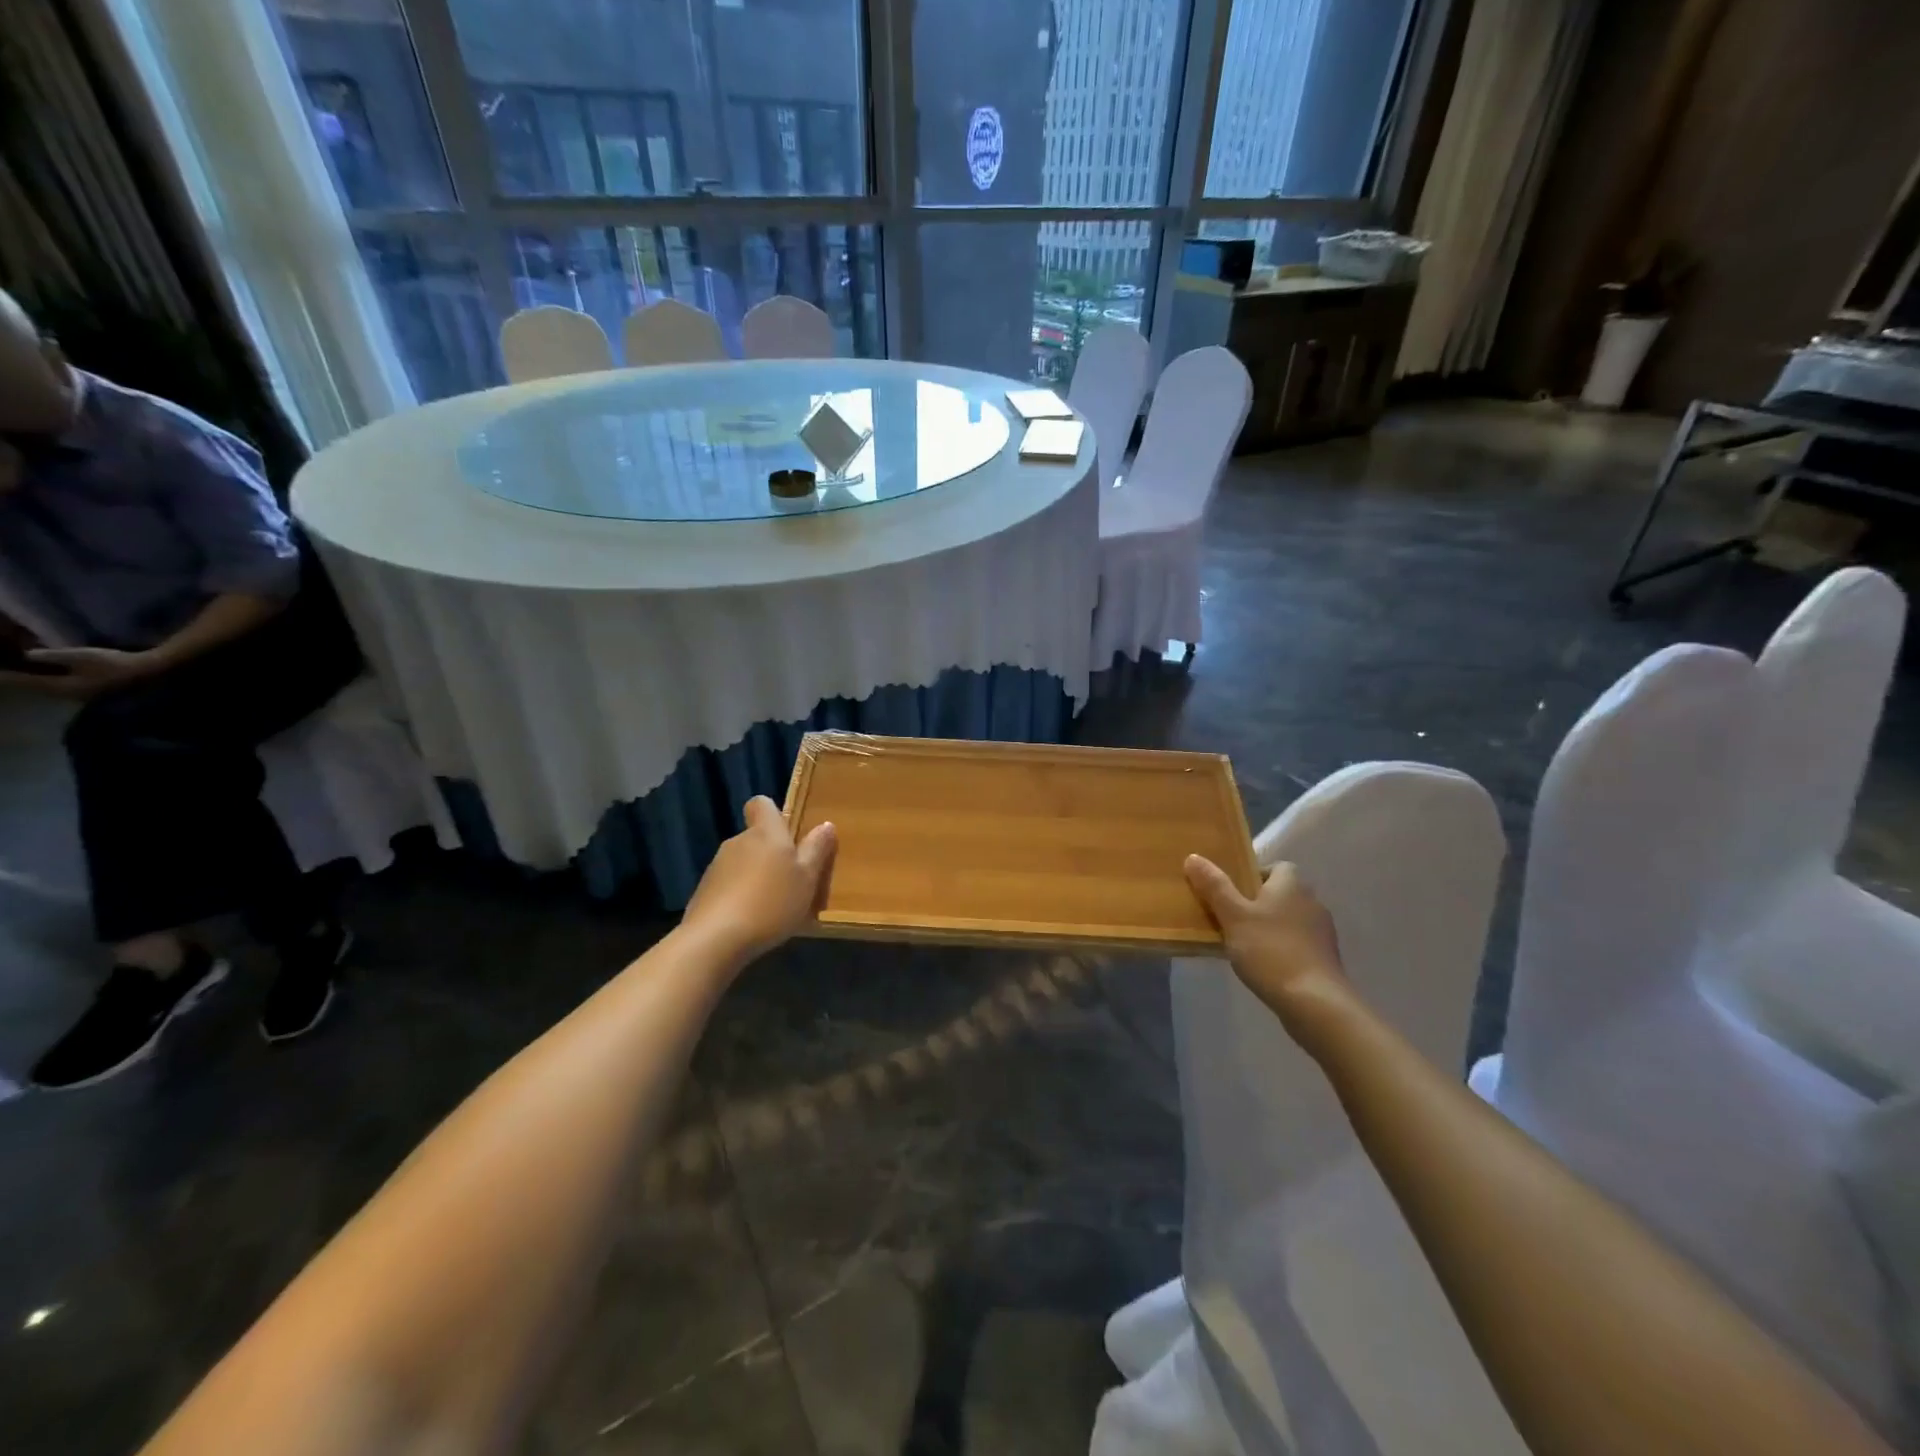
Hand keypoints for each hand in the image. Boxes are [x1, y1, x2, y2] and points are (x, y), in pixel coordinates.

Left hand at [0, 646, 157, 699]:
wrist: (149, 672)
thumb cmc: (115, 664)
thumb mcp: (81, 656)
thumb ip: (52, 656)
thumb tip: (26, 655)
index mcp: (62, 688)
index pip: (25, 682)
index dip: (6, 677)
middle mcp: (68, 695)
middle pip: (36, 688)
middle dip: (20, 680)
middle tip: (5, 672)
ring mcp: (83, 695)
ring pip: (50, 688)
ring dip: (36, 681)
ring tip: (23, 674)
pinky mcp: (93, 691)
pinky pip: (63, 687)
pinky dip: (51, 681)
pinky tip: (51, 676)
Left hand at [684, 796, 836, 962]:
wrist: (715, 939)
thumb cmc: (771, 903)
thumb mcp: (807, 879)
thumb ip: (816, 850)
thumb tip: (826, 824)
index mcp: (765, 833)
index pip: (761, 804)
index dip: (773, 814)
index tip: (788, 835)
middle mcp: (738, 842)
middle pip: (755, 838)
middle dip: (771, 855)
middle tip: (791, 882)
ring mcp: (716, 867)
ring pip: (742, 864)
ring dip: (756, 878)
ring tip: (773, 908)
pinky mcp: (703, 892)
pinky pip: (728, 887)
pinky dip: (739, 898)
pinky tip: (750, 922)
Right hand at [1185, 856, 1349, 1021]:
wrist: (1314, 1002)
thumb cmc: (1270, 951)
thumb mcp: (1233, 917)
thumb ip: (1214, 886)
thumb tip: (1194, 856)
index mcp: (1291, 884)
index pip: (1276, 867)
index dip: (1254, 875)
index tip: (1232, 893)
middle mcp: (1312, 902)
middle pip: (1282, 893)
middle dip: (1258, 903)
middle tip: (1231, 918)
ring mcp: (1322, 932)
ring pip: (1290, 919)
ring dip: (1271, 926)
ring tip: (1244, 944)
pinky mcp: (1325, 958)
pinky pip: (1298, 942)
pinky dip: (1282, 948)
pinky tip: (1265, 965)